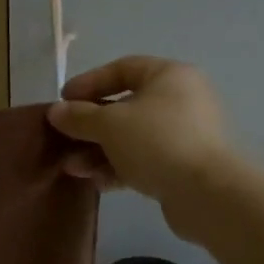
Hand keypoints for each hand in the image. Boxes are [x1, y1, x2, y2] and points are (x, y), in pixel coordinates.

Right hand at [47, 56, 232, 204]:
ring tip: (72, 168)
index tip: (62, 100)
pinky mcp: (184, 166)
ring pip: (132, 137)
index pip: (123, 68)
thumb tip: (55, 111)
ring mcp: (185, 135)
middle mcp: (181, 100)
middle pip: (125, 106)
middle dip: (90, 125)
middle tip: (64, 139)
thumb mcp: (109, 124)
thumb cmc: (157, 142)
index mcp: (169, 76)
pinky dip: (119, 168)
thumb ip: (79, 116)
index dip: (89, 82)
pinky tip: (96, 182)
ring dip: (99, 151)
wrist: (208, 194)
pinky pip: (144, 160)